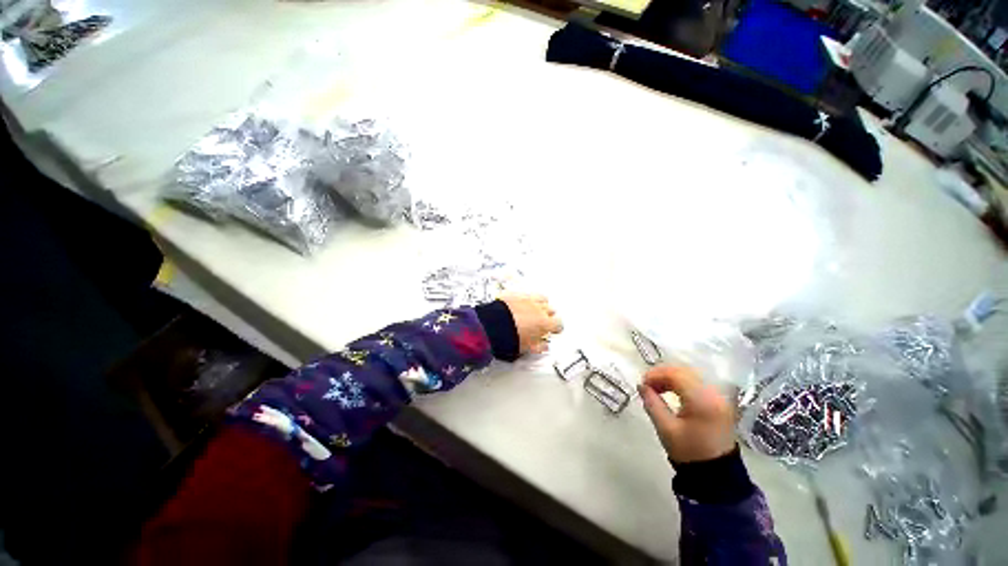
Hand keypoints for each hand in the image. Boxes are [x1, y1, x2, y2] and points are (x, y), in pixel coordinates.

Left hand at [499, 293, 562, 354]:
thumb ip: (539, 346)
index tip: (553, 330)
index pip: (559, 323)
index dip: (556, 327)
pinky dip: (527, 299)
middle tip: (542, 322)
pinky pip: (527, 294)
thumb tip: (543, 346)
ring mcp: (528, 300)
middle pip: (551, 310)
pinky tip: (523, 304)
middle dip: (549, 316)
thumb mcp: (527, 347)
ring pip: (541, 299)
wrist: (493, 326)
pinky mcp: (517, 294)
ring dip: (540, 304)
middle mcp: (539, 309)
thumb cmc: (509, 336)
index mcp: (544, 323)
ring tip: (535, 310)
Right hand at [638, 366, 735, 463]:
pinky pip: (697, 383)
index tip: (642, 384)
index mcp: (702, 401)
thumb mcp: (665, 428)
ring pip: (690, 375)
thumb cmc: (689, 451)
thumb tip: (641, 385)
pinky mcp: (719, 401)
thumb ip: (652, 403)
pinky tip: (670, 391)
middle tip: (647, 384)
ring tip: (656, 388)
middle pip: (684, 371)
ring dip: (671, 377)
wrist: (716, 474)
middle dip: (662, 374)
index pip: (676, 375)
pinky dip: (681, 383)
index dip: (656, 375)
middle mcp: (714, 394)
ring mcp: (719, 397)